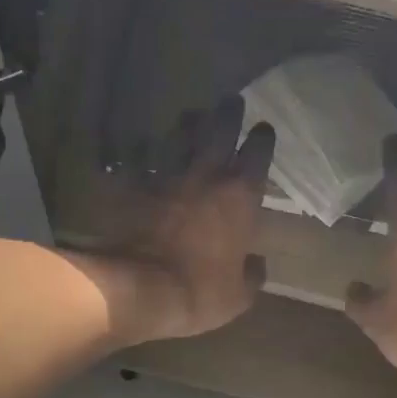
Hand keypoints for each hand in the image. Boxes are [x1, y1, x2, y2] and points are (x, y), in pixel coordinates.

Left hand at [65, 95, 273, 346]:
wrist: (141, 288)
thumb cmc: (200, 292)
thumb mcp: (239, 296)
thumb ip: (252, 274)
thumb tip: (257, 263)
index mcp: (240, 196)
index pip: (258, 154)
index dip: (262, 139)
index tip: (264, 129)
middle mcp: (205, 175)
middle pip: (219, 130)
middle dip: (228, 113)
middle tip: (231, 101)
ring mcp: (166, 176)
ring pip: (179, 137)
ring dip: (187, 125)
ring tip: (191, 115)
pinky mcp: (133, 186)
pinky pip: (136, 160)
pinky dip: (140, 152)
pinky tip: (139, 146)